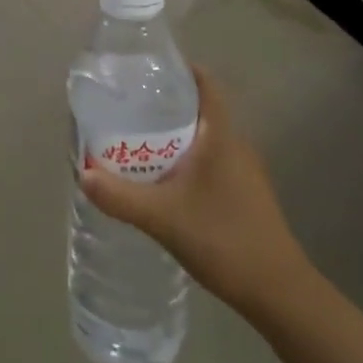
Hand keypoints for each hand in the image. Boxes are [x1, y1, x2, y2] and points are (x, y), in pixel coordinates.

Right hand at [81, 67, 314, 322]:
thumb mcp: (162, 217)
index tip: (147, 69)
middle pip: (200, 110)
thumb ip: (120, 196)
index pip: (205, 85)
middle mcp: (236, 146)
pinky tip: (164, 182)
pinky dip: (187, 161)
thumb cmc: (223, 240)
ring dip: (175, 137)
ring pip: (205, 140)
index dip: (180, 70)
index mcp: (221, 136)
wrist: (279, 293)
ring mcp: (245, 172)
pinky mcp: (246, 196)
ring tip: (137, 142)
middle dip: (165, 106)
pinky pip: (211, 163)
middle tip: (127, 108)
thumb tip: (83, 175)